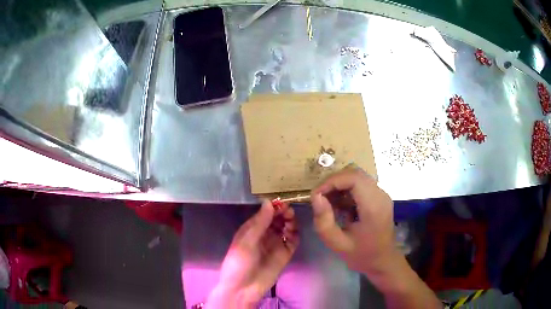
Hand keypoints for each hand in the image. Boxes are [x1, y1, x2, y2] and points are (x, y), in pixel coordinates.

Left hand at [206, 200, 298, 308]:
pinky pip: (293, 240)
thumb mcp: (246, 241)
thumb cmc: (239, 263)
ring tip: (290, 222)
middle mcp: (265, 234)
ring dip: (290, 222)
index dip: (274, 207)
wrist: (244, 288)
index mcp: (252, 229)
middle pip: (278, 219)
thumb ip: (259, 223)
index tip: (282, 203)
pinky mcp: (285, 253)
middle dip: (284, 213)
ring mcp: (276, 244)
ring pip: (287, 227)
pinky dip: (295, 234)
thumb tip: (269, 202)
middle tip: (289, 212)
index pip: (265, 213)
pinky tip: (292, 233)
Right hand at [311, 167, 441, 308]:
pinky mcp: (379, 197)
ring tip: (328, 203)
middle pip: (355, 173)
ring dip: (339, 185)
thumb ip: (324, 222)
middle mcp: (381, 195)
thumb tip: (316, 197)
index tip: (316, 195)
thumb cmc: (362, 255)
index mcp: (373, 207)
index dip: (332, 181)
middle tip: (320, 198)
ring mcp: (382, 194)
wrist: (384, 261)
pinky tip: (340, 206)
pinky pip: (361, 184)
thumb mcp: (338, 244)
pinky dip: (346, 190)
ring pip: (357, 177)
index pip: (353, 178)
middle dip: (333, 182)